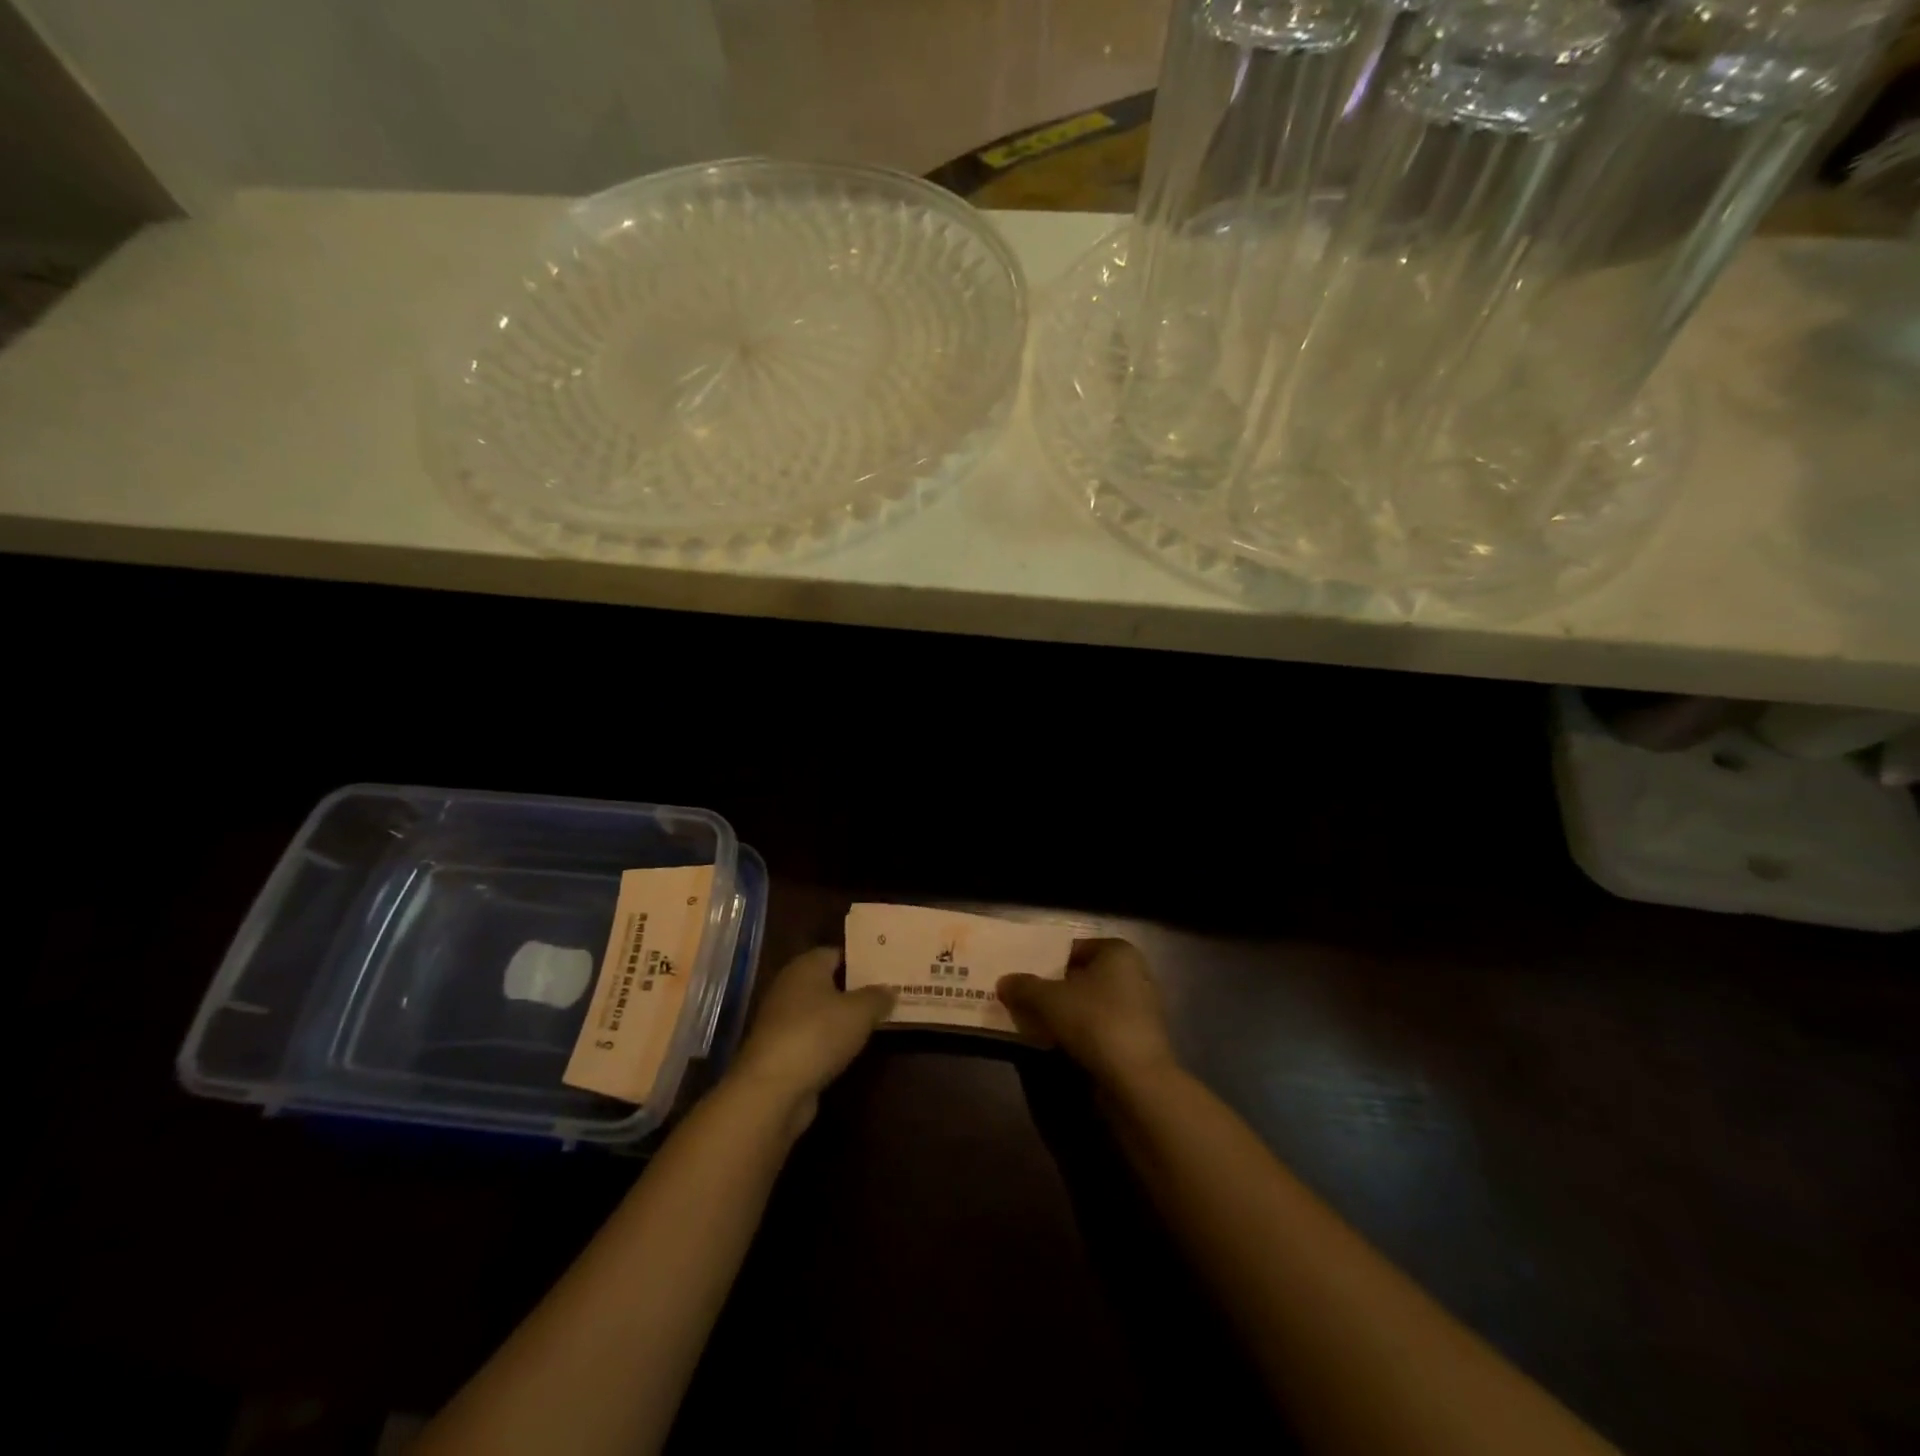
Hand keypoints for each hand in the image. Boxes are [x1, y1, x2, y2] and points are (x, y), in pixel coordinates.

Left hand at [728, 948, 892, 1121]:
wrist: (772, 1089)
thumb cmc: (818, 1034)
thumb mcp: (860, 1012)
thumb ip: (878, 997)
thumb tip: (889, 989)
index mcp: (806, 967)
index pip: (836, 953)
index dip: (861, 960)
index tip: (886, 968)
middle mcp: (789, 987)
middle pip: (827, 982)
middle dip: (855, 989)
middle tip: (887, 994)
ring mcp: (781, 1021)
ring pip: (820, 1012)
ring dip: (843, 1018)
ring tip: (876, 1021)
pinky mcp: (780, 1052)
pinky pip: (813, 1038)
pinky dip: (830, 1042)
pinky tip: (852, 1049)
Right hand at [997, 938, 1176, 1089]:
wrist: (1137, 1081)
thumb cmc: (1094, 1022)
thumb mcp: (1048, 999)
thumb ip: (1023, 986)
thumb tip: (1004, 982)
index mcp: (1118, 951)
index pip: (1072, 948)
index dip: (1045, 961)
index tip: (1022, 977)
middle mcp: (1134, 973)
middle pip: (1082, 977)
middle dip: (1054, 988)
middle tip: (1023, 999)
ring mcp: (1140, 1008)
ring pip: (1090, 1004)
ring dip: (1066, 1013)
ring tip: (1034, 1023)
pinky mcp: (1138, 1040)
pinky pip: (1100, 1028)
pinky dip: (1081, 1033)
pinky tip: (1058, 1045)